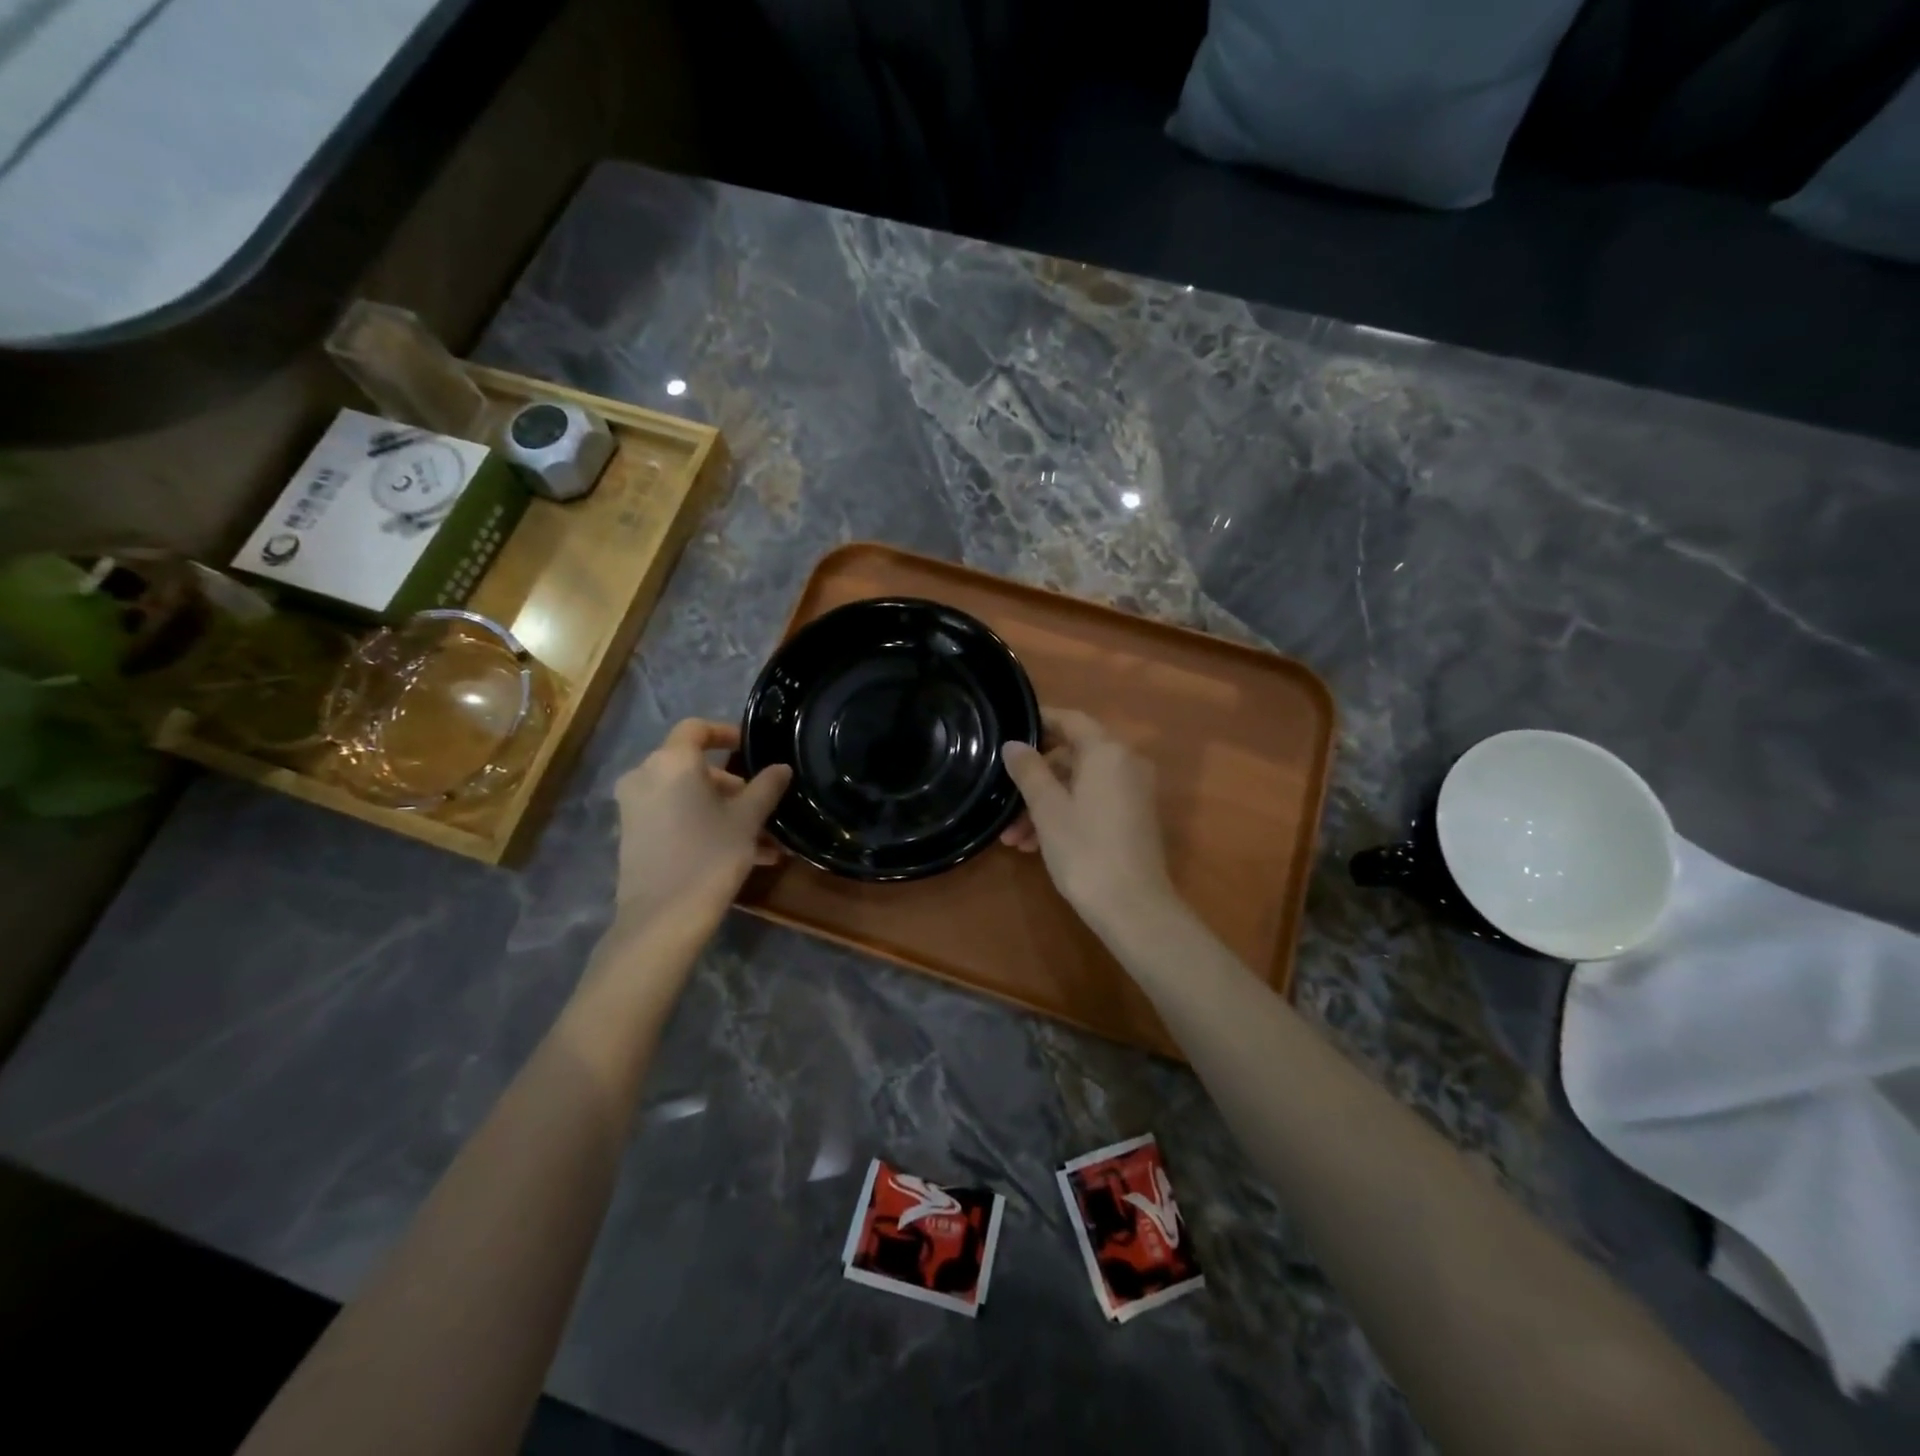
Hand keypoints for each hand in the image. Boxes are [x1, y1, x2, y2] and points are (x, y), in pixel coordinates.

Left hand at [611, 720, 790, 931]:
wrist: (661, 919)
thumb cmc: (709, 856)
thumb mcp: (747, 820)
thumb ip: (766, 787)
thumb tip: (781, 767)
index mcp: (671, 762)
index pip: (696, 728)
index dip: (726, 733)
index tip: (752, 748)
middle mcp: (645, 776)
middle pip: (692, 766)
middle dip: (730, 783)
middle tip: (761, 802)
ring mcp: (634, 808)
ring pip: (685, 796)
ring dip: (722, 809)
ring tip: (761, 839)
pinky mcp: (632, 836)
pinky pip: (674, 817)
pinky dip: (702, 824)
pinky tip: (740, 854)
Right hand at [1000, 708, 1173, 926]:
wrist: (1133, 908)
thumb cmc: (1085, 850)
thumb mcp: (1047, 808)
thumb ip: (1029, 770)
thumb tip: (1014, 744)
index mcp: (1107, 752)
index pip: (1071, 720)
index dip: (1040, 721)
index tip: (1011, 728)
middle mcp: (1126, 764)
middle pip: (1072, 757)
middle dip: (1035, 780)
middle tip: (1005, 803)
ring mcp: (1133, 793)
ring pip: (1079, 786)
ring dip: (1044, 806)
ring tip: (1014, 839)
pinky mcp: (1134, 819)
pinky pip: (1093, 804)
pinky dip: (1065, 816)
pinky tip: (1036, 846)